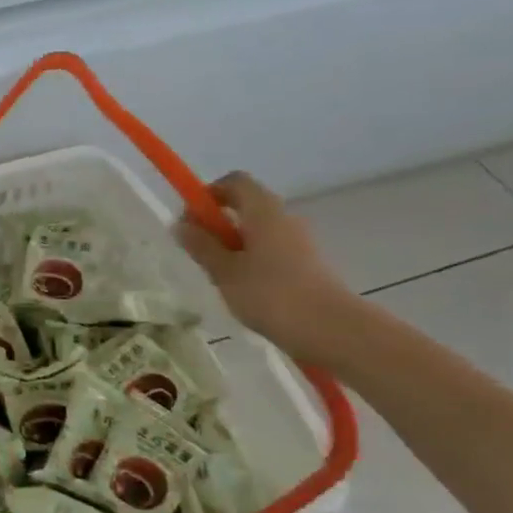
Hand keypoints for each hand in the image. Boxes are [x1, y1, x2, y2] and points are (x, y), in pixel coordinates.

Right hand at [176, 172, 359, 366]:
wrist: (331, 330)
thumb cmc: (271, 294)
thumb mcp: (224, 271)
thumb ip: (201, 246)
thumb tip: (180, 224)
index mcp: (263, 211)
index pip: (235, 182)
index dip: (209, 193)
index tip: (191, 219)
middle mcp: (284, 218)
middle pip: (246, 206)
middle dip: (217, 222)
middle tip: (199, 251)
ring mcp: (298, 242)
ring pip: (257, 231)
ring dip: (233, 245)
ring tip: (219, 277)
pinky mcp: (306, 264)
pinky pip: (270, 250)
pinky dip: (251, 260)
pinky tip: (243, 290)